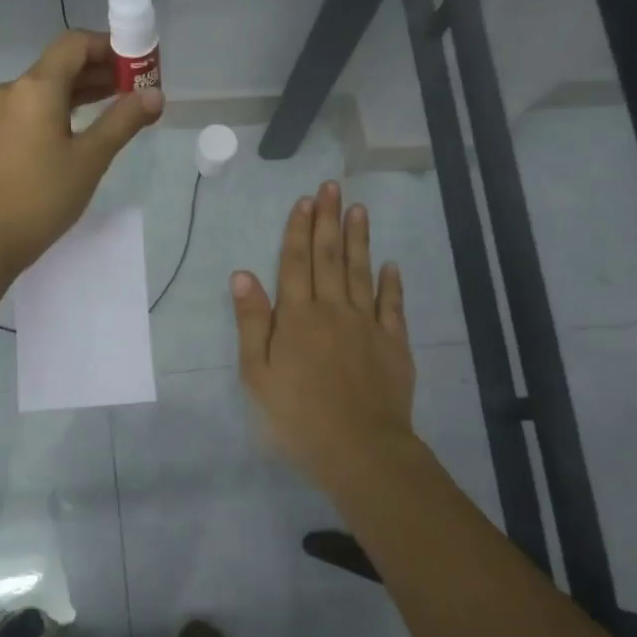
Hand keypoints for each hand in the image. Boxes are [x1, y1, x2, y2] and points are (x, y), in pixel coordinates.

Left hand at [0, 31, 163, 277]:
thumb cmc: (42, 197)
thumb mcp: (90, 158)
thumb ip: (124, 120)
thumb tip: (156, 95)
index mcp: (36, 87)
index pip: (75, 44)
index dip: (110, 46)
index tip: (140, 63)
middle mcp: (14, 89)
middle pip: (62, 63)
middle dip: (102, 69)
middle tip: (140, 86)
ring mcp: (2, 112)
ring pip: (49, 86)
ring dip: (85, 89)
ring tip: (123, 103)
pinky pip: (37, 106)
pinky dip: (65, 106)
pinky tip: (88, 124)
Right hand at [232, 181, 415, 483]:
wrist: (359, 449)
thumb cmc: (297, 415)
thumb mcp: (257, 374)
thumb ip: (252, 322)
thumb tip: (242, 274)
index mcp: (297, 316)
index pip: (296, 263)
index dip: (298, 230)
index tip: (304, 200)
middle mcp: (333, 310)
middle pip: (330, 257)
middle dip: (328, 220)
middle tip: (332, 187)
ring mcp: (367, 325)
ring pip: (361, 272)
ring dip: (359, 239)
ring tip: (359, 209)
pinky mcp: (393, 344)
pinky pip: (392, 305)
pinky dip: (391, 283)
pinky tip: (390, 265)